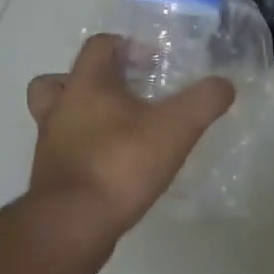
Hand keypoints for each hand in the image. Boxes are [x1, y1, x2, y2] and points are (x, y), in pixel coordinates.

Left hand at [24, 34, 235, 244]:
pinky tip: (114, 166)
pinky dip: (83, 152)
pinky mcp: (50, 179)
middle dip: (89, 81)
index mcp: (86, 85)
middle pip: (59, 80)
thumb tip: (224, 85)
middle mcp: (60, 109)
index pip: (98, 45)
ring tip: (116, 129)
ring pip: (56, 117)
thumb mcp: (175, 128)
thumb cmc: (120, 165)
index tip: (152, 62)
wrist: (72, 227)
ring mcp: (49, 146)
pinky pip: (63, 152)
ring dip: (81, 116)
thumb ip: (203, 101)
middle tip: (122, 93)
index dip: (125, 45)